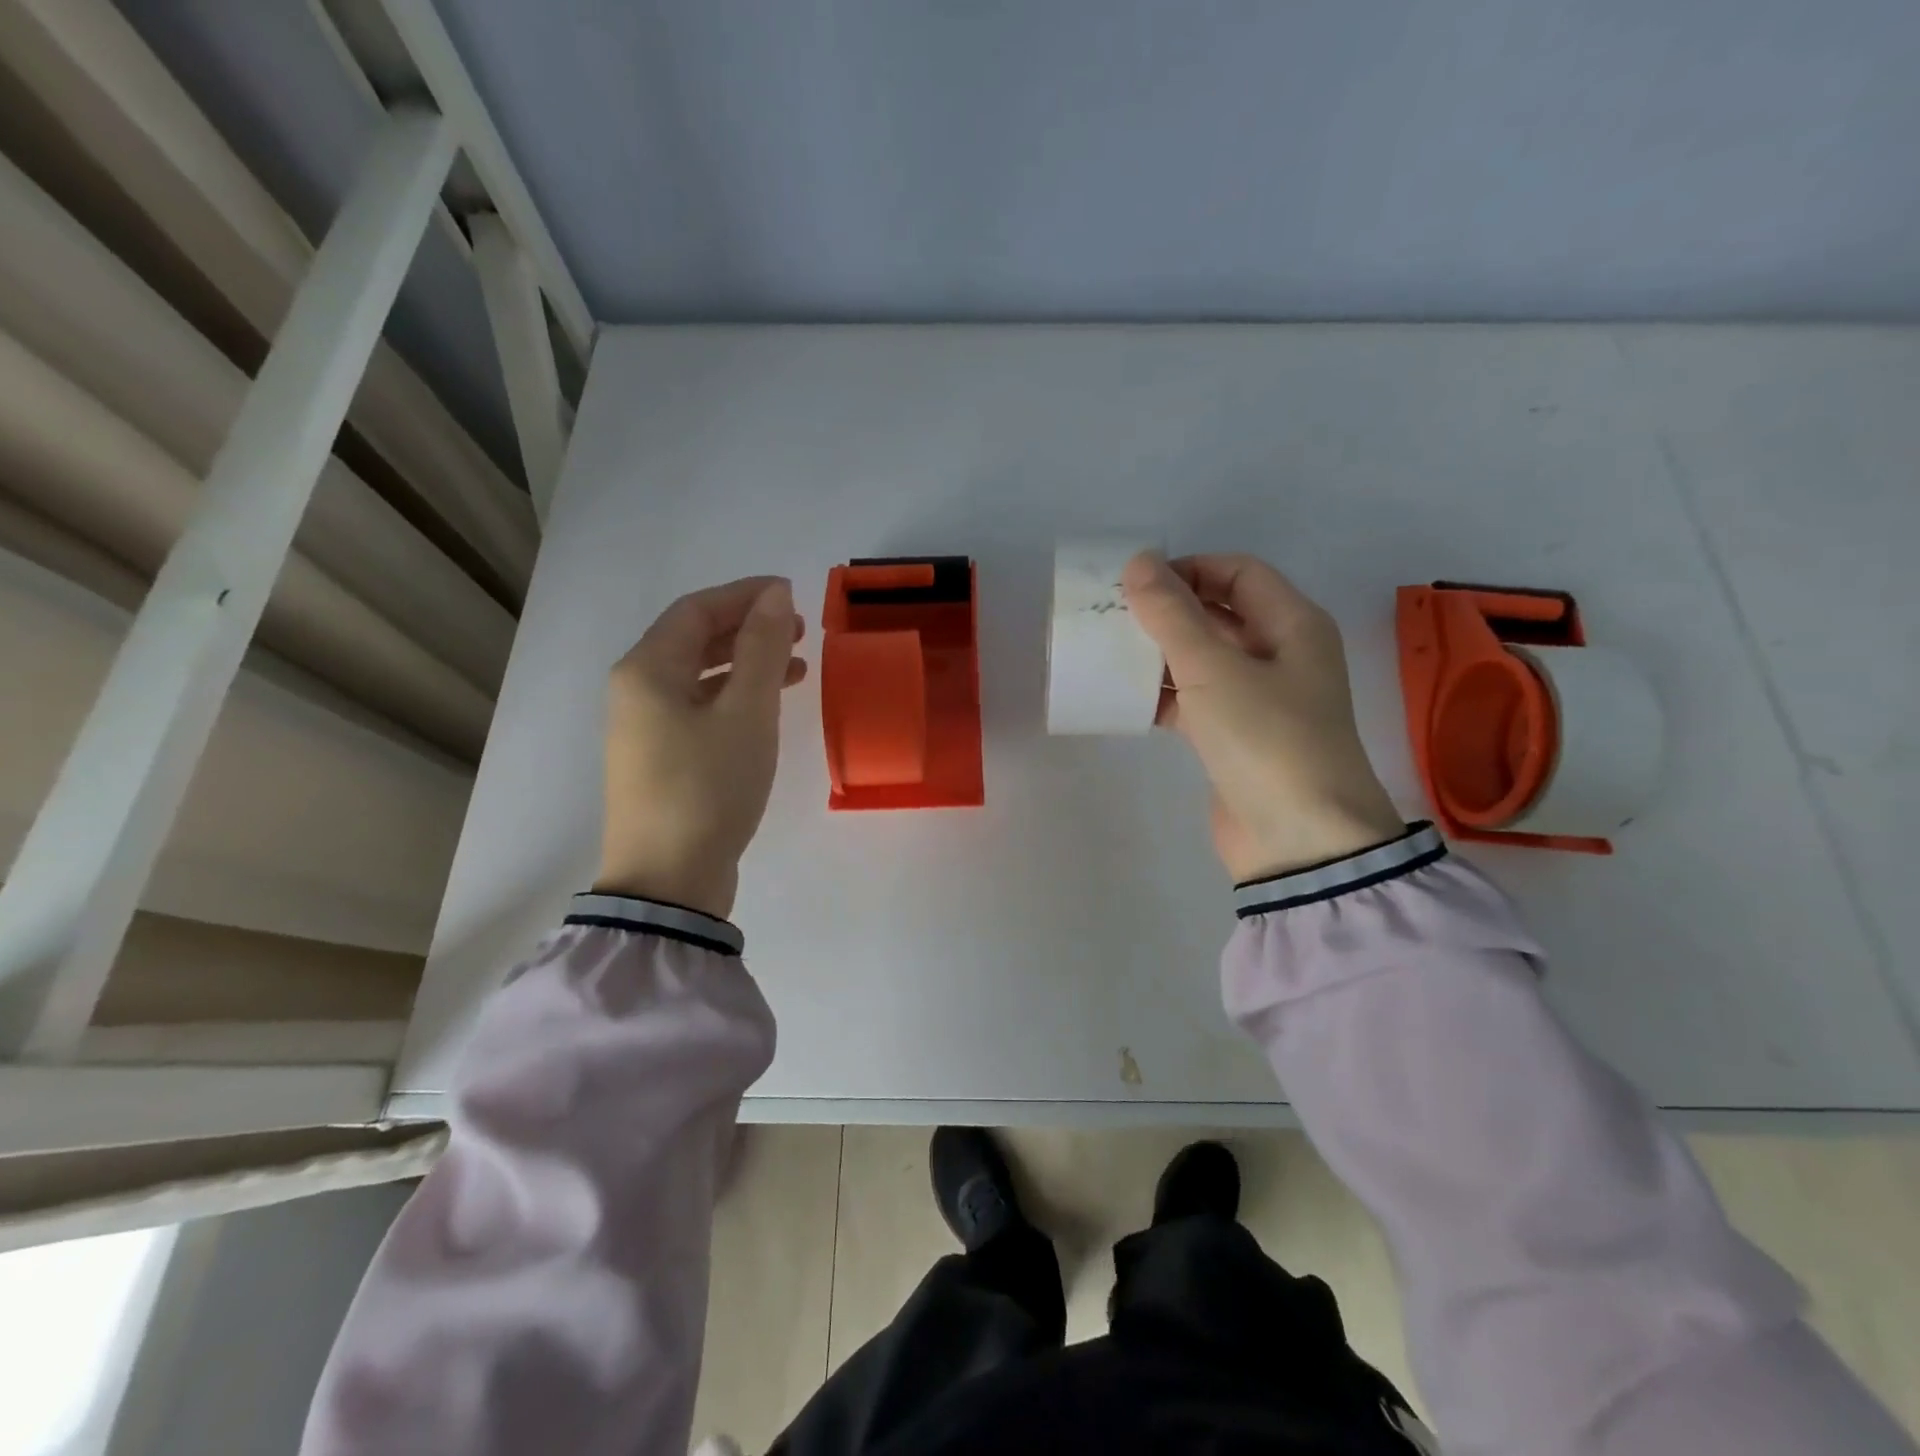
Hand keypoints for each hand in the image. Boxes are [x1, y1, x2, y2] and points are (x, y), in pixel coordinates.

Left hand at [595, 577, 806, 918]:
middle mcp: (637, 691)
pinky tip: (769, 709)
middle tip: (799, 631)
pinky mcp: (662, 760)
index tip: (792, 596)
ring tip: (797, 668)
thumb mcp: (747, 713)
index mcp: (647, 670)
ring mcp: (646, 729)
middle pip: (694, 640)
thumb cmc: (708, 787)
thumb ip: (762, 649)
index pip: (697, 609)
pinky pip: (700, 709)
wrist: (669, 880)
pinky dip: (736, 699)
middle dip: (748, 629)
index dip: (746, 595)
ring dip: (747, 665)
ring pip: (700, 677)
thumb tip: (775, 594)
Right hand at [1122, 552, 1402, 881]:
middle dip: (1169, 612)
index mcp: (1293, 625)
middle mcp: (1281, 655)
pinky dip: (1164, 696)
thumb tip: (1139, 562)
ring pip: (1203, 659)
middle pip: (1219, 614)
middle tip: (1115, 616)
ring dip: (1161, 655)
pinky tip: (1125, 700)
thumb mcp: (1214, 669)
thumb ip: (1172, 615)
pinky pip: (1195, 701)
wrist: (1298, 840)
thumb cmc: (1265, 739)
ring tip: (1111, 654)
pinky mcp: (1236, 737)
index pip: (1238, 573)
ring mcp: (1259, 699)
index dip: (1189, 569)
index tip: (1138, 585)